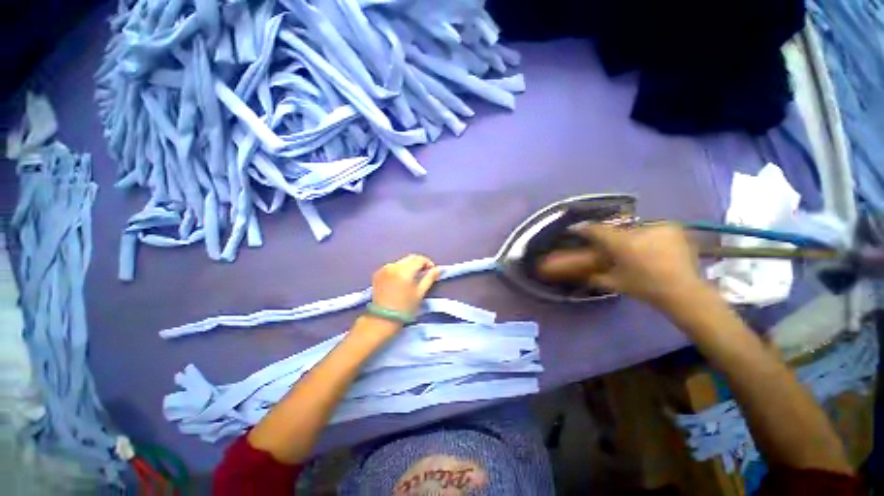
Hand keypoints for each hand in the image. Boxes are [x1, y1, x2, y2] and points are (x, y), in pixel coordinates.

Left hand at [371, 254, 440, 317]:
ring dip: (409, 266)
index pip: (419, 259)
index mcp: (404, 271)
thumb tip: (438, 269)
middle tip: (424, 273)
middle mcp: (393, 266)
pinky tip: (401, 280)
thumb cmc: (404, 308)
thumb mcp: (419, 293)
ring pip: (401, 261)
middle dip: (419, 263)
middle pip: (410, 258)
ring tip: (413, 277)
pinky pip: (392, 266)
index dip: (428, 263)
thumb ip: (429, 278)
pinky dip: (399, 269)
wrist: (382, 319)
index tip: (432, 271)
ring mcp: (384, 269)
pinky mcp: (378, 273)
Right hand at [537, 223, 709, 309]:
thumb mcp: (614, 283)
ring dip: (630, 238)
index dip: (583, 228)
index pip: (597, 230)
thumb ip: (595, 276)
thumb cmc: (645, 288)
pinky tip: (650, 248)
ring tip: (633, 250)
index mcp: (622, 243)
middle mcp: (638, 230)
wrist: (684, 291)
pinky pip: (651, 229)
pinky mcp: (672, 228)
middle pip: (616, 230)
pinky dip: (647, 237)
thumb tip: (583, 273)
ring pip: (634, 229)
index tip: (574, 228)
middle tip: (609, 246)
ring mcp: (657, 227)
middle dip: (611, 237)